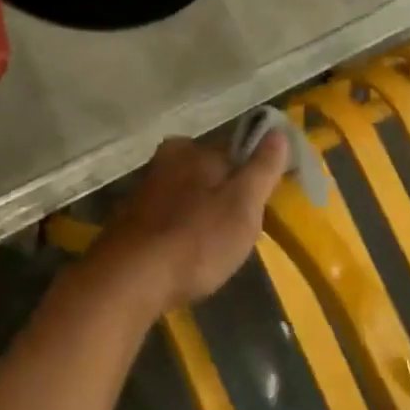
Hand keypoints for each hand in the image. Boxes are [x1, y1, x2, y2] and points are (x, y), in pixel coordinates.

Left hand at [89, 135, 289, 317]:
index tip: (262, 208)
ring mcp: (146, 188)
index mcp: (191, 148)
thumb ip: (261, 169)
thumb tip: (278, 131)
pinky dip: (183, 231)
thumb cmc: (196, 239)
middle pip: (209, 173)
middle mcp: (165, 158)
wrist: (131, 278)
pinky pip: (171, 216)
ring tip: (215, 250)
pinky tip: (188, 256)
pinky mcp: (133, 217)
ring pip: (189, 195)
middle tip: (239, 235)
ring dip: (203, 216)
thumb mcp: (242, 205)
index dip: (253, 178)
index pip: (234, 152)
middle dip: (225, 198)